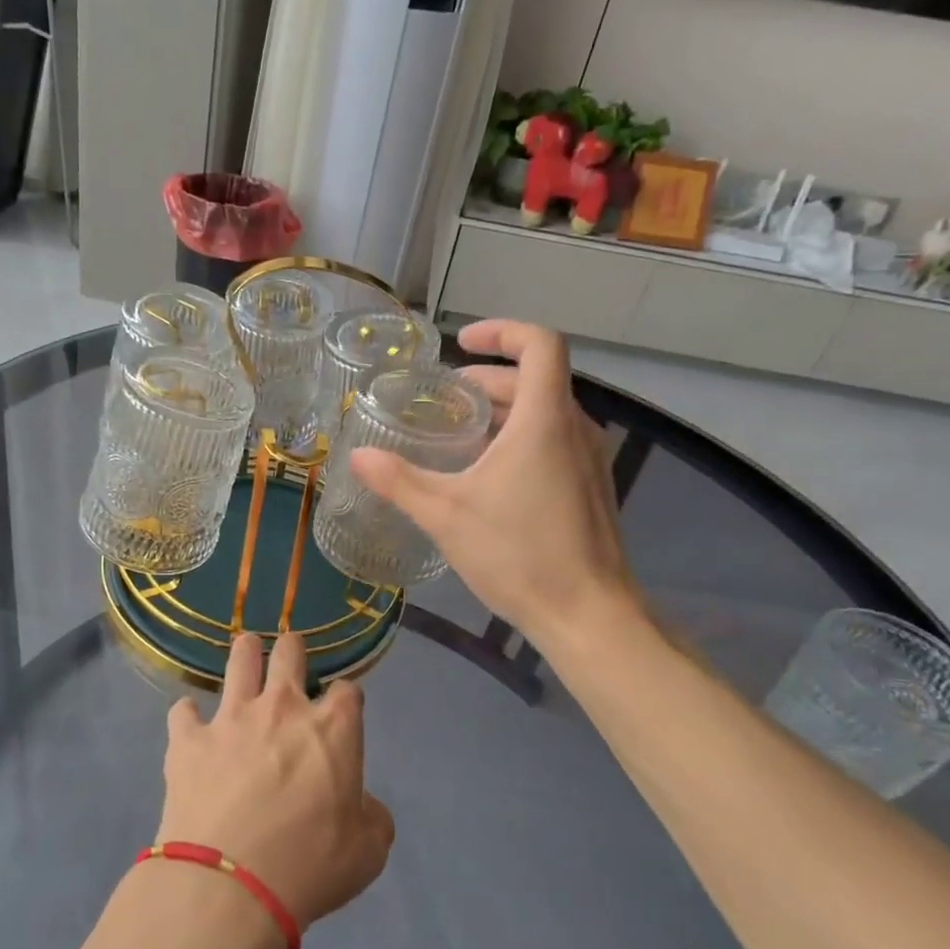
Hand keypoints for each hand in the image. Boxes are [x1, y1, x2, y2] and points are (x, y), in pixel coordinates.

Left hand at [158, 633, 394, 929]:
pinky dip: (188, 717)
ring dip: (244, 653)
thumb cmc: (309, 867)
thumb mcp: (367, 853)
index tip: (341, 710)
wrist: (229, 886)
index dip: (345, 698)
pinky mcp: (189, 739)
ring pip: (239, 660)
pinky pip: (183, 711)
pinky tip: (190, 725)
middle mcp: (282, 708)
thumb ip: (372, 818)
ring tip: (245, 651)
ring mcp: (231, 718)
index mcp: (332, 729)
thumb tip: (363, 805)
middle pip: (289, 653)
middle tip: (290, 653)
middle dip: (292, 649)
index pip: (347, 691)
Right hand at [349, 319, 640, 641]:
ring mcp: (590, 460)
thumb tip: (357, 456)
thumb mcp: (445, 515)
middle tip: (445, 400)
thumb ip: (399, 481)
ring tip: (460, 435)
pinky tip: (489, 477)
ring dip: (504, 412)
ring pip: (547, 412)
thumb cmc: (517, 554)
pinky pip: (556, 442)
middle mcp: (575, 429)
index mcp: (544, 420)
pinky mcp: (592, 489)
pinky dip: (521, 438)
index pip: (539, 344)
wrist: (589, 616)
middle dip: (488, 380)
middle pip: (537, 379)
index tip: (461, 343)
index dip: (501, 331)